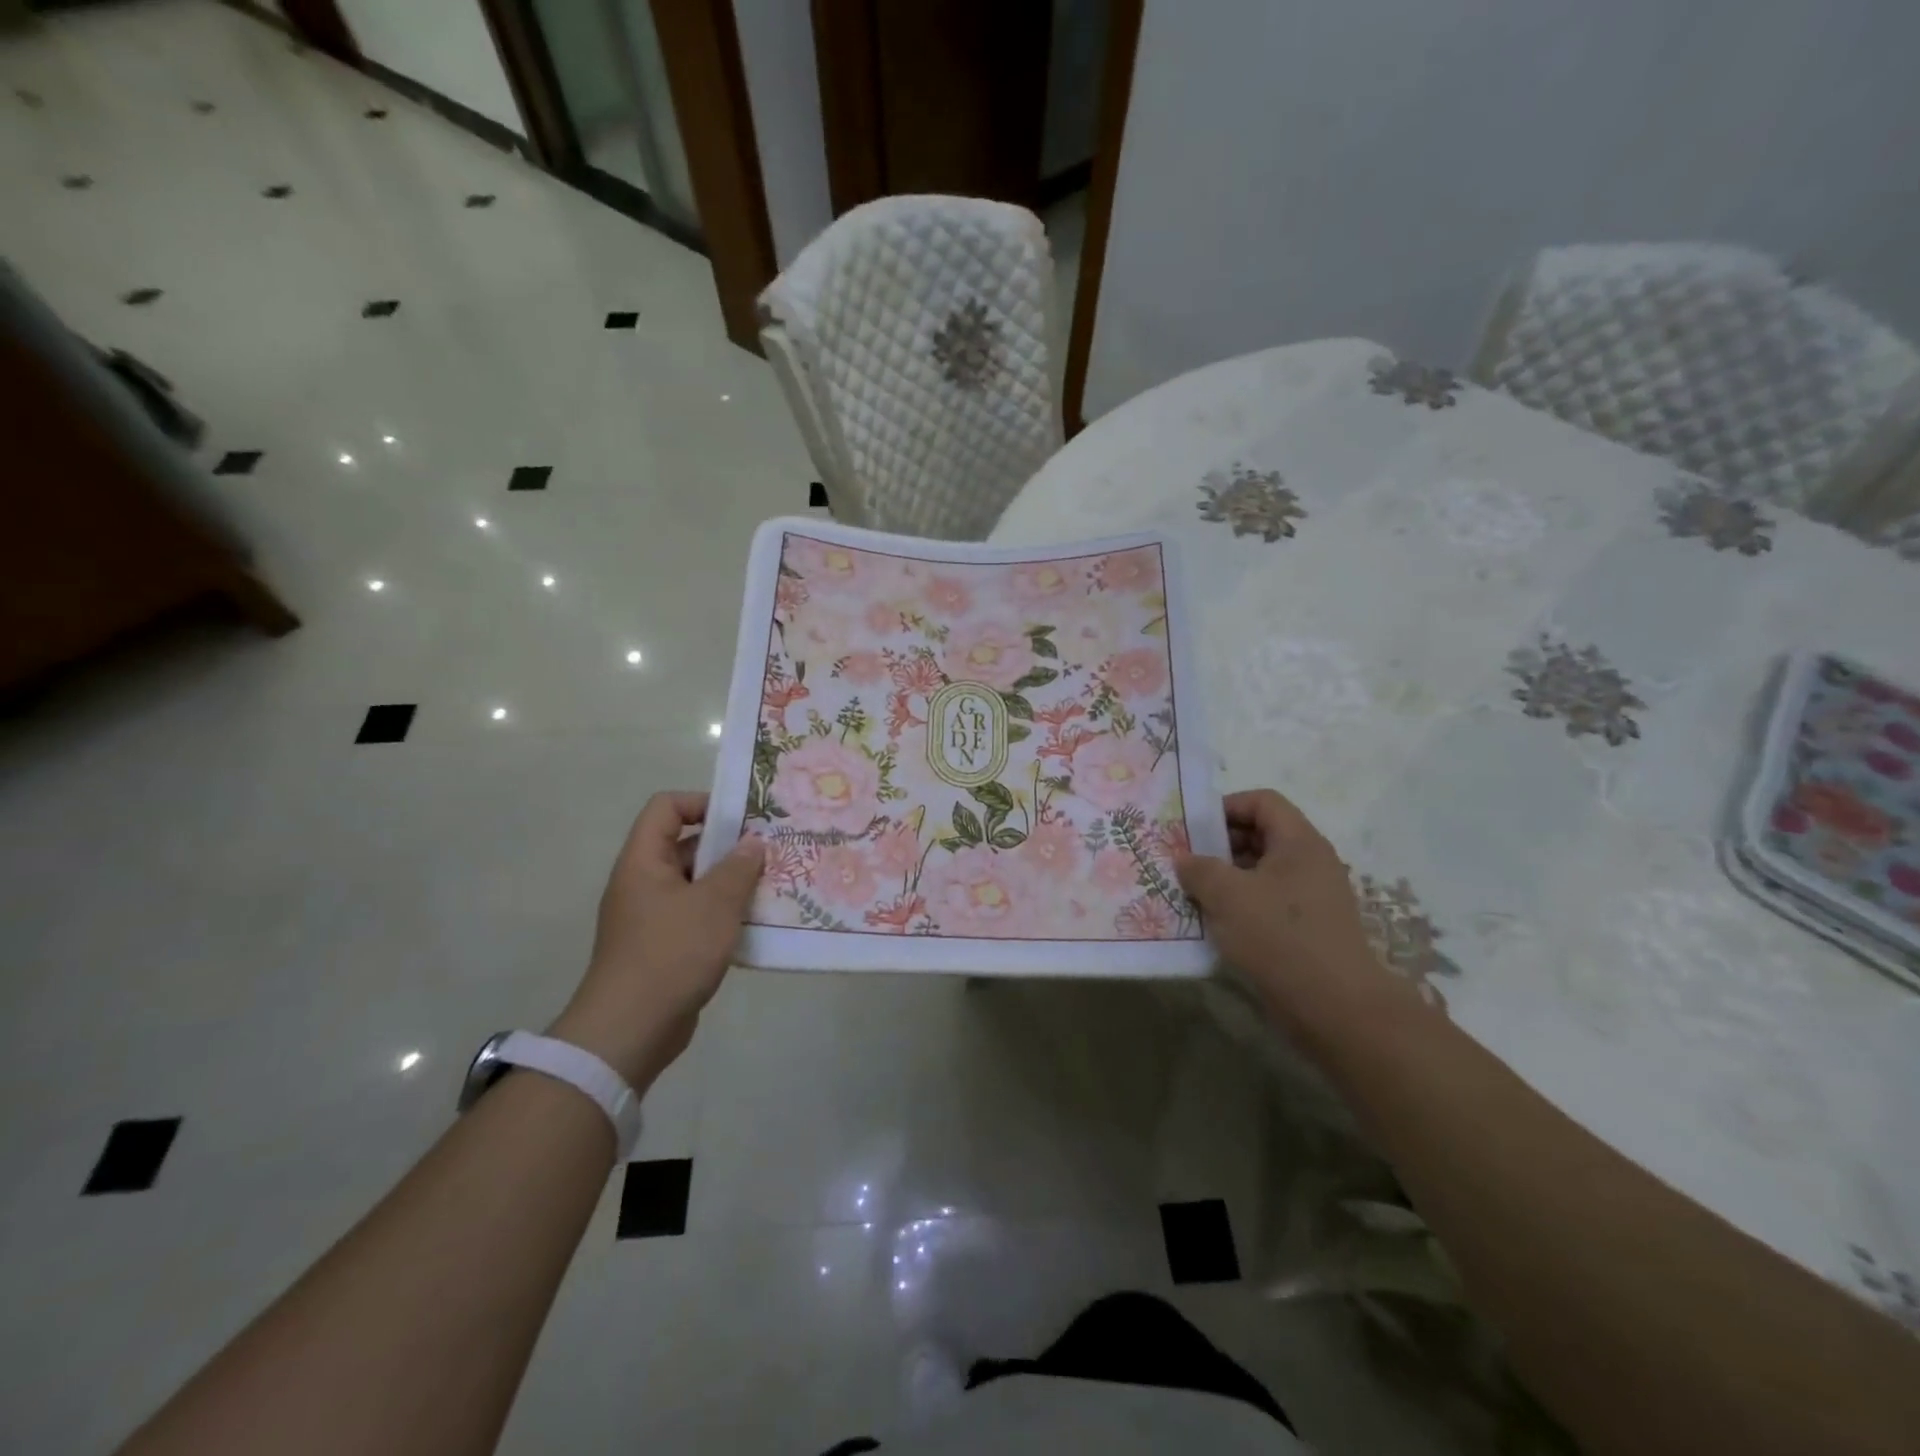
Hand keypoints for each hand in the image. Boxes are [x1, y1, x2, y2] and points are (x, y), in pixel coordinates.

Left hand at [549, 792, 763, 1089]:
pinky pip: (697, 916)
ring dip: (731, 883)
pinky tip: (756, 925)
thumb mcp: (714, 904)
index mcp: (643, 861)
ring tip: (772, 886)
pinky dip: (723, 915)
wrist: (630, 1031)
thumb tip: (753, 843)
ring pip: (696, 884)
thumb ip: (738, 868)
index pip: (666, 807)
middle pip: (686, 845)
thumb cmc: (671, 953)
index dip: (702, 802)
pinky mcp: (663, 947)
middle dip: (729, 847)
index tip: (742, 819)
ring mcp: (652, 917)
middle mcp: (643, 882)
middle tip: (771, 852)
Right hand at [1174, 789, 1407, 1033]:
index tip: (1193, 830)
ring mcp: (1312, 898)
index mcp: (1299, 842)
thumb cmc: (1281, 938)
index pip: (1262, 802)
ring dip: (1226, 879)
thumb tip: (1185, 860)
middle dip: (1220, 845)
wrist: (1337, 1009)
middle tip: (1185, 863)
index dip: (1225, 807)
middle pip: (1261, 836)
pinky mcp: (1309, 930)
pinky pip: (1268, 904)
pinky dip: (1240, 907)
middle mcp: (1311, 863)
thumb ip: (1200, 869)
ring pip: (1261, 873)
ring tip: (1193, 895)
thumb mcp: (1228, 895)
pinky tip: (1215, 926)